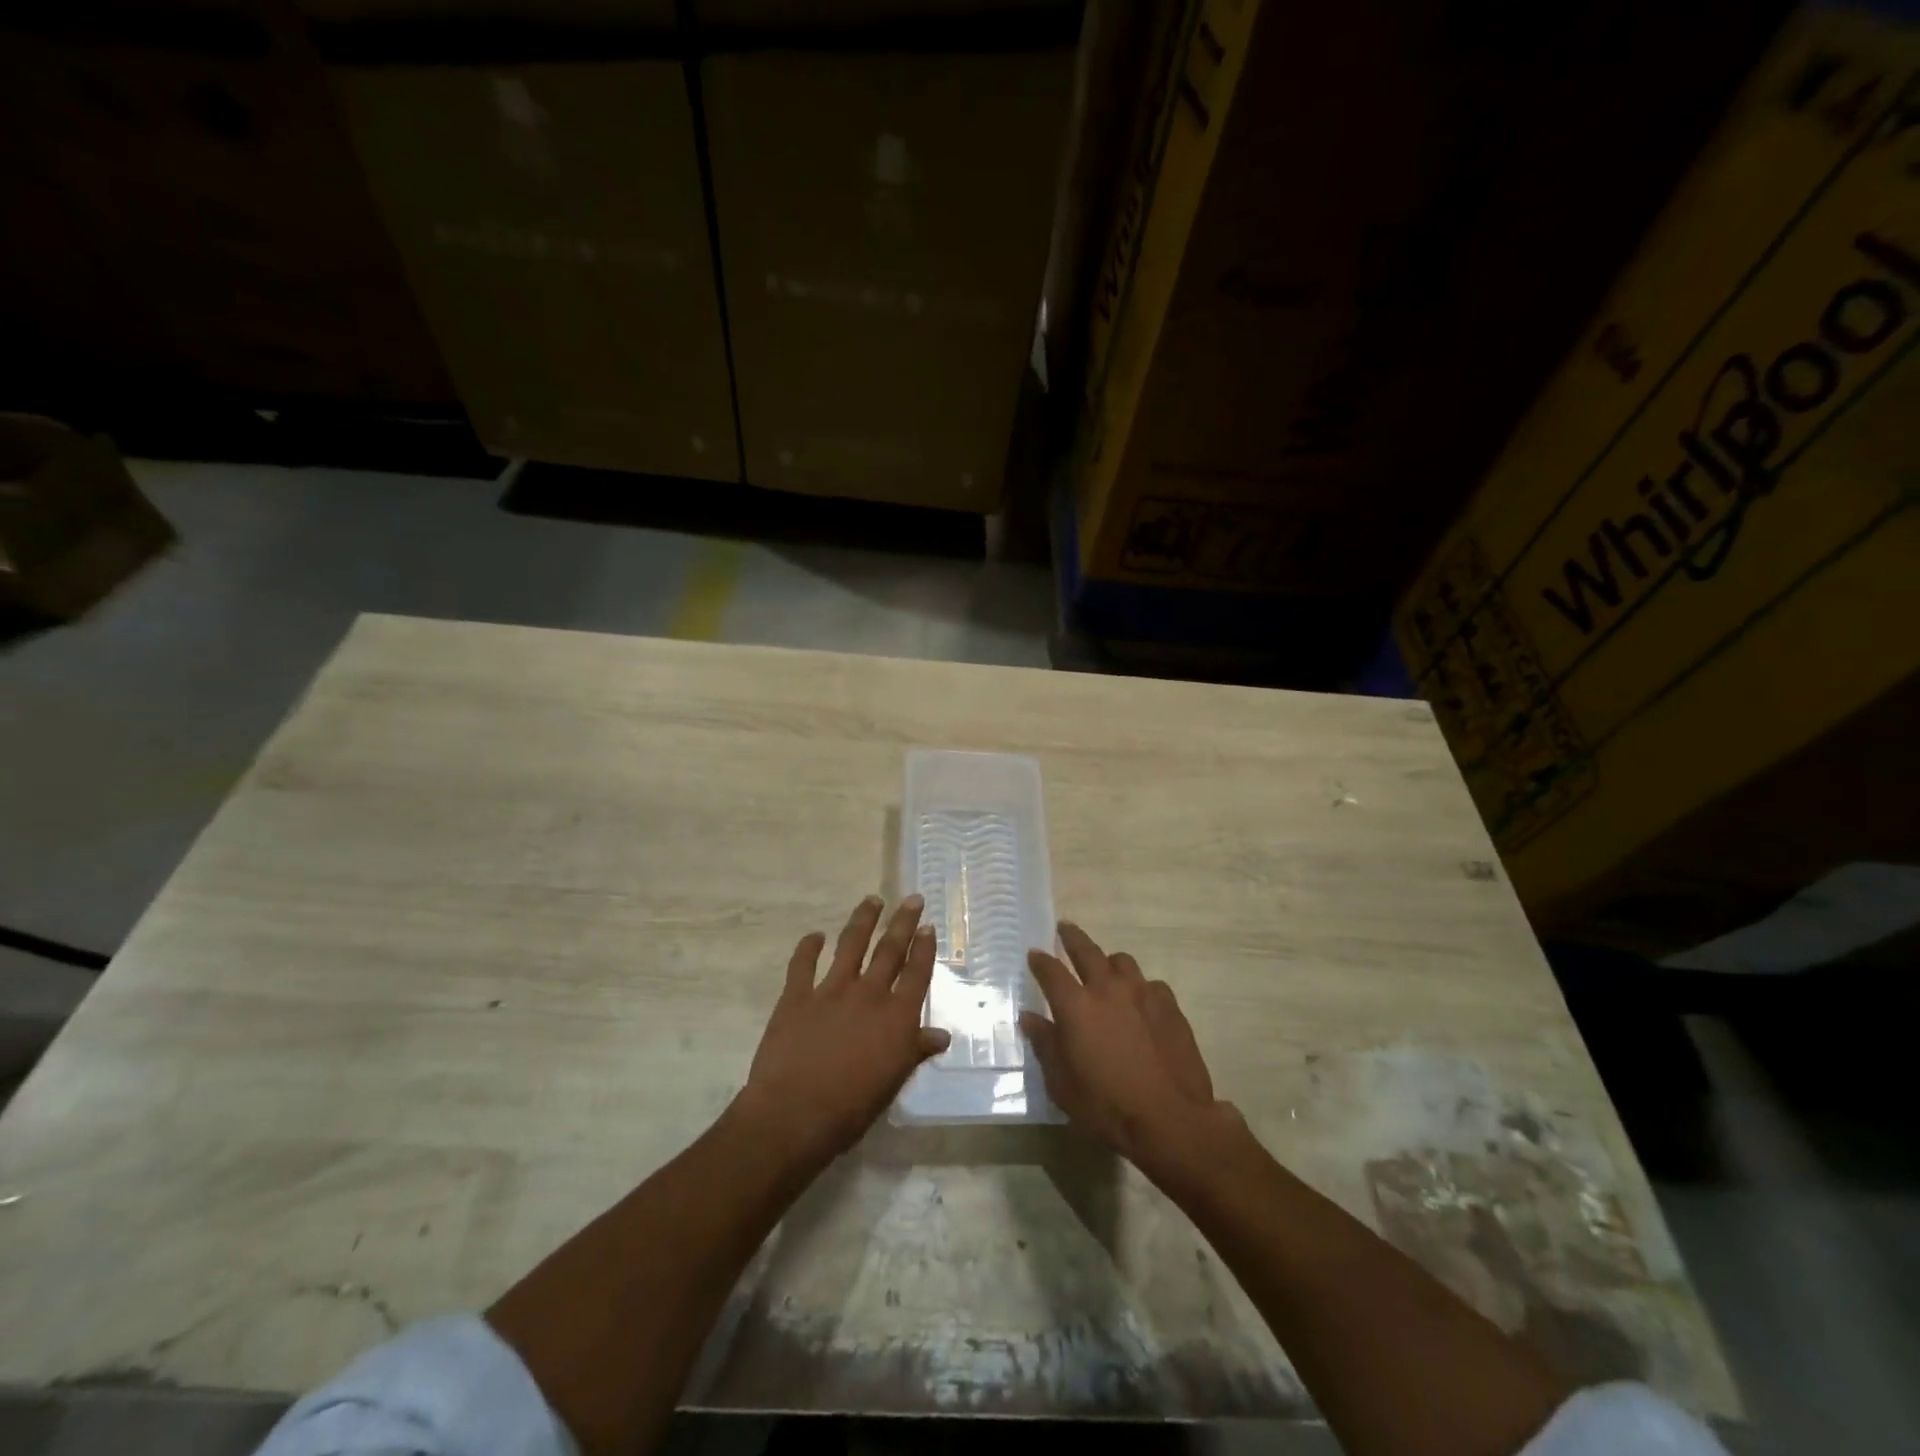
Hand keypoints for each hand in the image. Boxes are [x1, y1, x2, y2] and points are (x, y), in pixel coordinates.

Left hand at [735, 895, 949, 1167]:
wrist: (794, 1115)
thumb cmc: (851, 1107)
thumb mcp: (893, 1082)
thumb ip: (915, 1051)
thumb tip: (941, 1034)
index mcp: (896, 1017)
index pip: (916, 974)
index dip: (924, 949)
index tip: (928, 926)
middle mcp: (868, 994)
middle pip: (890, 950)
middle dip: (903, 922)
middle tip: (912, 898)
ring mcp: (831, 991)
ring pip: (851, 945)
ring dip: (863, 920)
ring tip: (872, 900)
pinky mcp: (796, 996)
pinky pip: (802, 964)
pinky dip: (808, 947)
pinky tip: (814, 935)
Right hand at [1020, 923, 1233, 1167]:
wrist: (1171, 1119)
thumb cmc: (1107, 1106)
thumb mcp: (1063, 1084)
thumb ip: (1045, 1045)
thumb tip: (1030, 1018)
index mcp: (1076, 1006)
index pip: (1051, 970)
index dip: (1040, 960)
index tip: (1034, 954)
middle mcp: (1108, 989)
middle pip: (1086, 950)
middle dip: (1072, 937)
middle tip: (1065, 928)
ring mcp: (1143, 993)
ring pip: (1122, 961)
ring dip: (1109, 962)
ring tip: (1106, 969)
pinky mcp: (1170, 1006)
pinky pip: (1151, 984)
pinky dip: (1140, 988)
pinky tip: (1141, 1003)